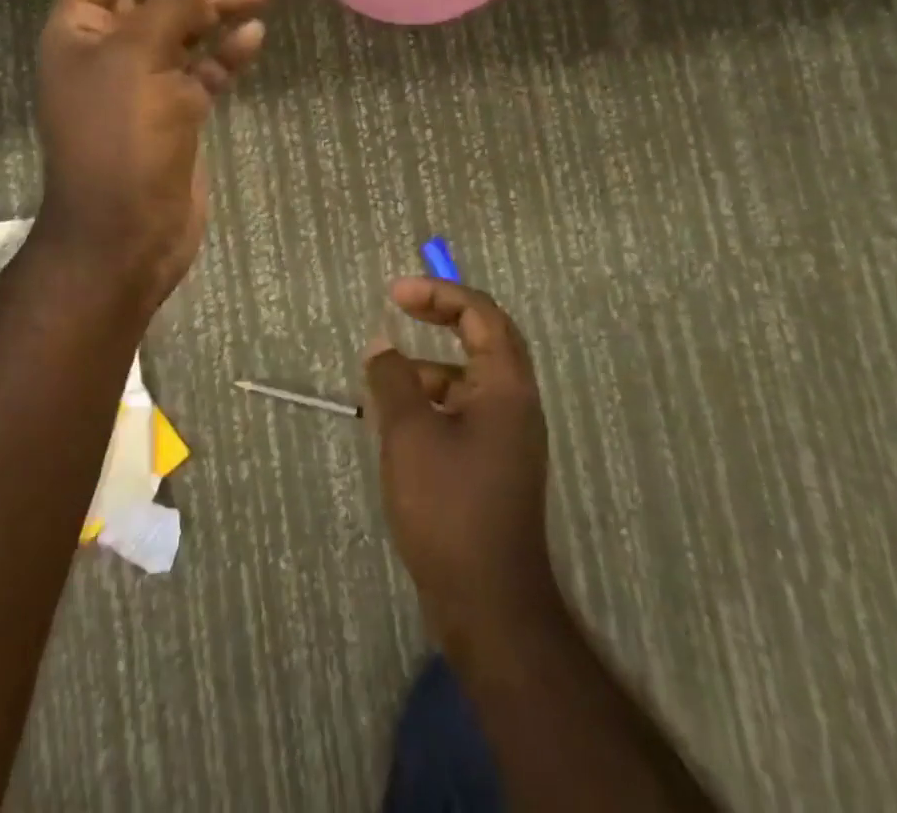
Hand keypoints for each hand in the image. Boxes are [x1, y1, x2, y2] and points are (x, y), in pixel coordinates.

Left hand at [35, 0, 272, 308]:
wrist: (126, 232)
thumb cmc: (119, 138)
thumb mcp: (137, 59)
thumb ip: (170, 11)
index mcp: (78, 30)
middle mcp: (107, 50)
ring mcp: (144, 83)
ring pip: (184, 28)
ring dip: (218, 3)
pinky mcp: (176, 113)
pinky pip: (203, 70)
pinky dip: (226, 52)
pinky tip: (255, 35)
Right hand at [364, 278, 559, 648]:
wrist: (488, 603)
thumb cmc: (449, 507)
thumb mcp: (409, 433)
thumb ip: (393, 379)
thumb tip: (381, 345)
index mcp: (506, 387)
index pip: (480, 313)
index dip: (439, 293)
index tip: (395, 294)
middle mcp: (515, 403)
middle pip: (484, 337)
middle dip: (441, 315)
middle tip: (399, 306)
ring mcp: (508, 436)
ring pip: (470, 378)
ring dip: (430, 366)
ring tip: (384, 379)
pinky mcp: (494, 464)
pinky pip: (464, 411)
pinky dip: (433, 402)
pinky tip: (397, 422)